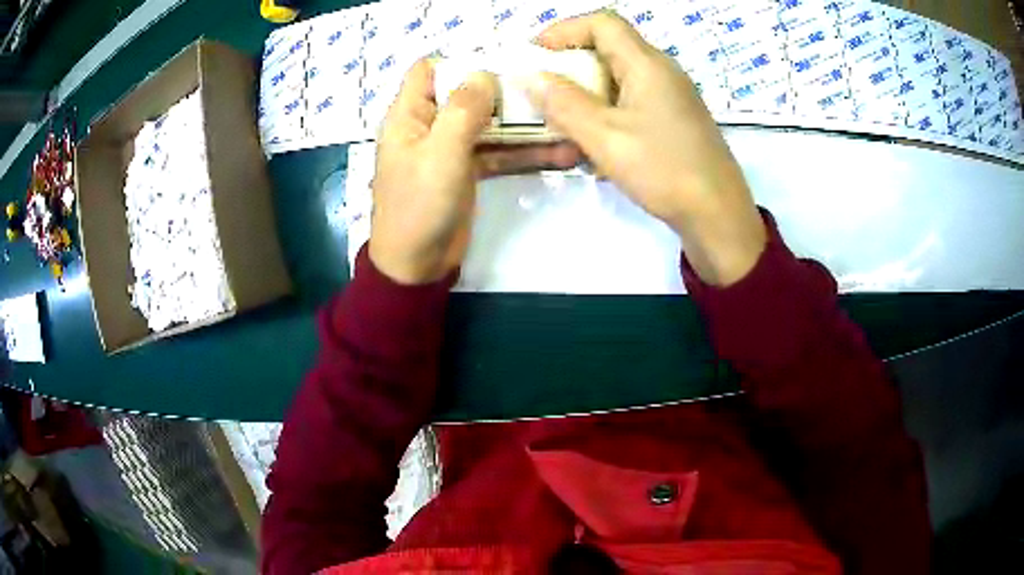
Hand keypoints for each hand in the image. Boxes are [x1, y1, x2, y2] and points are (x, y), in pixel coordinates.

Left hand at [369, 59, 581, 284]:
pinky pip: (498, 152)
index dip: (460, 61)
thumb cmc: (419, 206)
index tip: (500, 62)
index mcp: (410, 114)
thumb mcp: (441, 152)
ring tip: (567, 120)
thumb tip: (483, 74)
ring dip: (524, 123)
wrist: (417, 265)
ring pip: (489, 124)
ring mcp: (451, 148)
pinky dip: (525, 152)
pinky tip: (561, 153)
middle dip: (504, 89)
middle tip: (546, 88)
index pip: (428, 70)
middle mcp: (429, 125)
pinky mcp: (468, 170)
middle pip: (467, 93)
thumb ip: (462, 109)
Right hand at [529, 11, 766, 285]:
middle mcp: (662, 72)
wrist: (718, 215)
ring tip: (564, 126)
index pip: (602, 23)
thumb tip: (530, 76)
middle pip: (609, 49)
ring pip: (618, 80)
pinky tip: (595, 148)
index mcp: (647, 64)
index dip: (564, 30)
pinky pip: (632, 104)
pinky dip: (606, 115)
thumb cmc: (664, 170)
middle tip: (543, 94)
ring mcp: (671, 98)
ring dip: (586, 96)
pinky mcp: (674, 122)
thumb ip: (563, 103)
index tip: (534, 54)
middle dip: (570, 67)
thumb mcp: (605, 137)